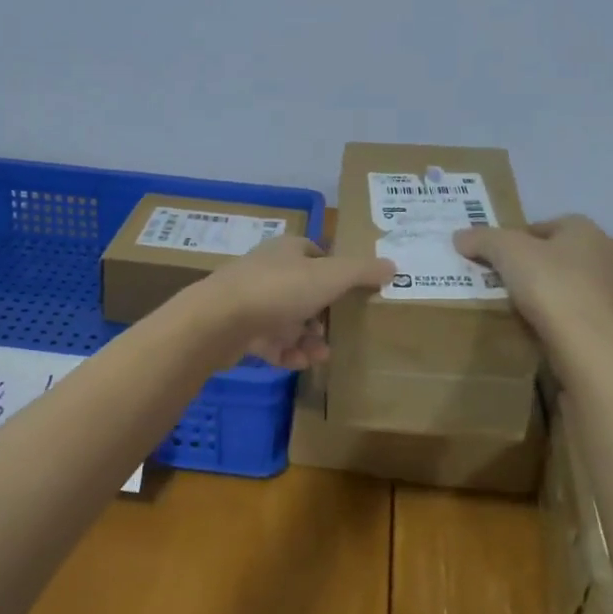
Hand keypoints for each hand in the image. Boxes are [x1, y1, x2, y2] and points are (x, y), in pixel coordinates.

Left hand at [191, 235, 395, 366]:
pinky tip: (298, 363)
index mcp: (289, 250)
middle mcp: (269, 270)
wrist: (220, 320)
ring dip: (308, 338)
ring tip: (321, 355)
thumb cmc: (279, 289)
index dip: (336, 272)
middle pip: (304, 290)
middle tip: (338, 332)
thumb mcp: (329, 276)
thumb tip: (393, 265)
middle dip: (324, 314)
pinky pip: (270, 342)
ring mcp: (251, 300)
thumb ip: (362, 271)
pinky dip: (286, 353)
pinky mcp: (239, 329)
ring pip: (288, 319)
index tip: (353, 294)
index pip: (317, 254)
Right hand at [452, 215, 612, 339]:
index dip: (516, 240)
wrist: (589, 348)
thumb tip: (460, 236)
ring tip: (517, 309)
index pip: (543, 226)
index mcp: (585, 230)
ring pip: (568, 286)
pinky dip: (559, 319)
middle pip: (555, 256)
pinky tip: (540, 331)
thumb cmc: (550, 286)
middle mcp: (605, 255)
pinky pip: (576, 315)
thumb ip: (482, 238)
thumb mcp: (506, 251)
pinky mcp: (612, 326)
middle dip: (531, 267)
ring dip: (546, 294)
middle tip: (502, 282)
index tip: (496, 259)